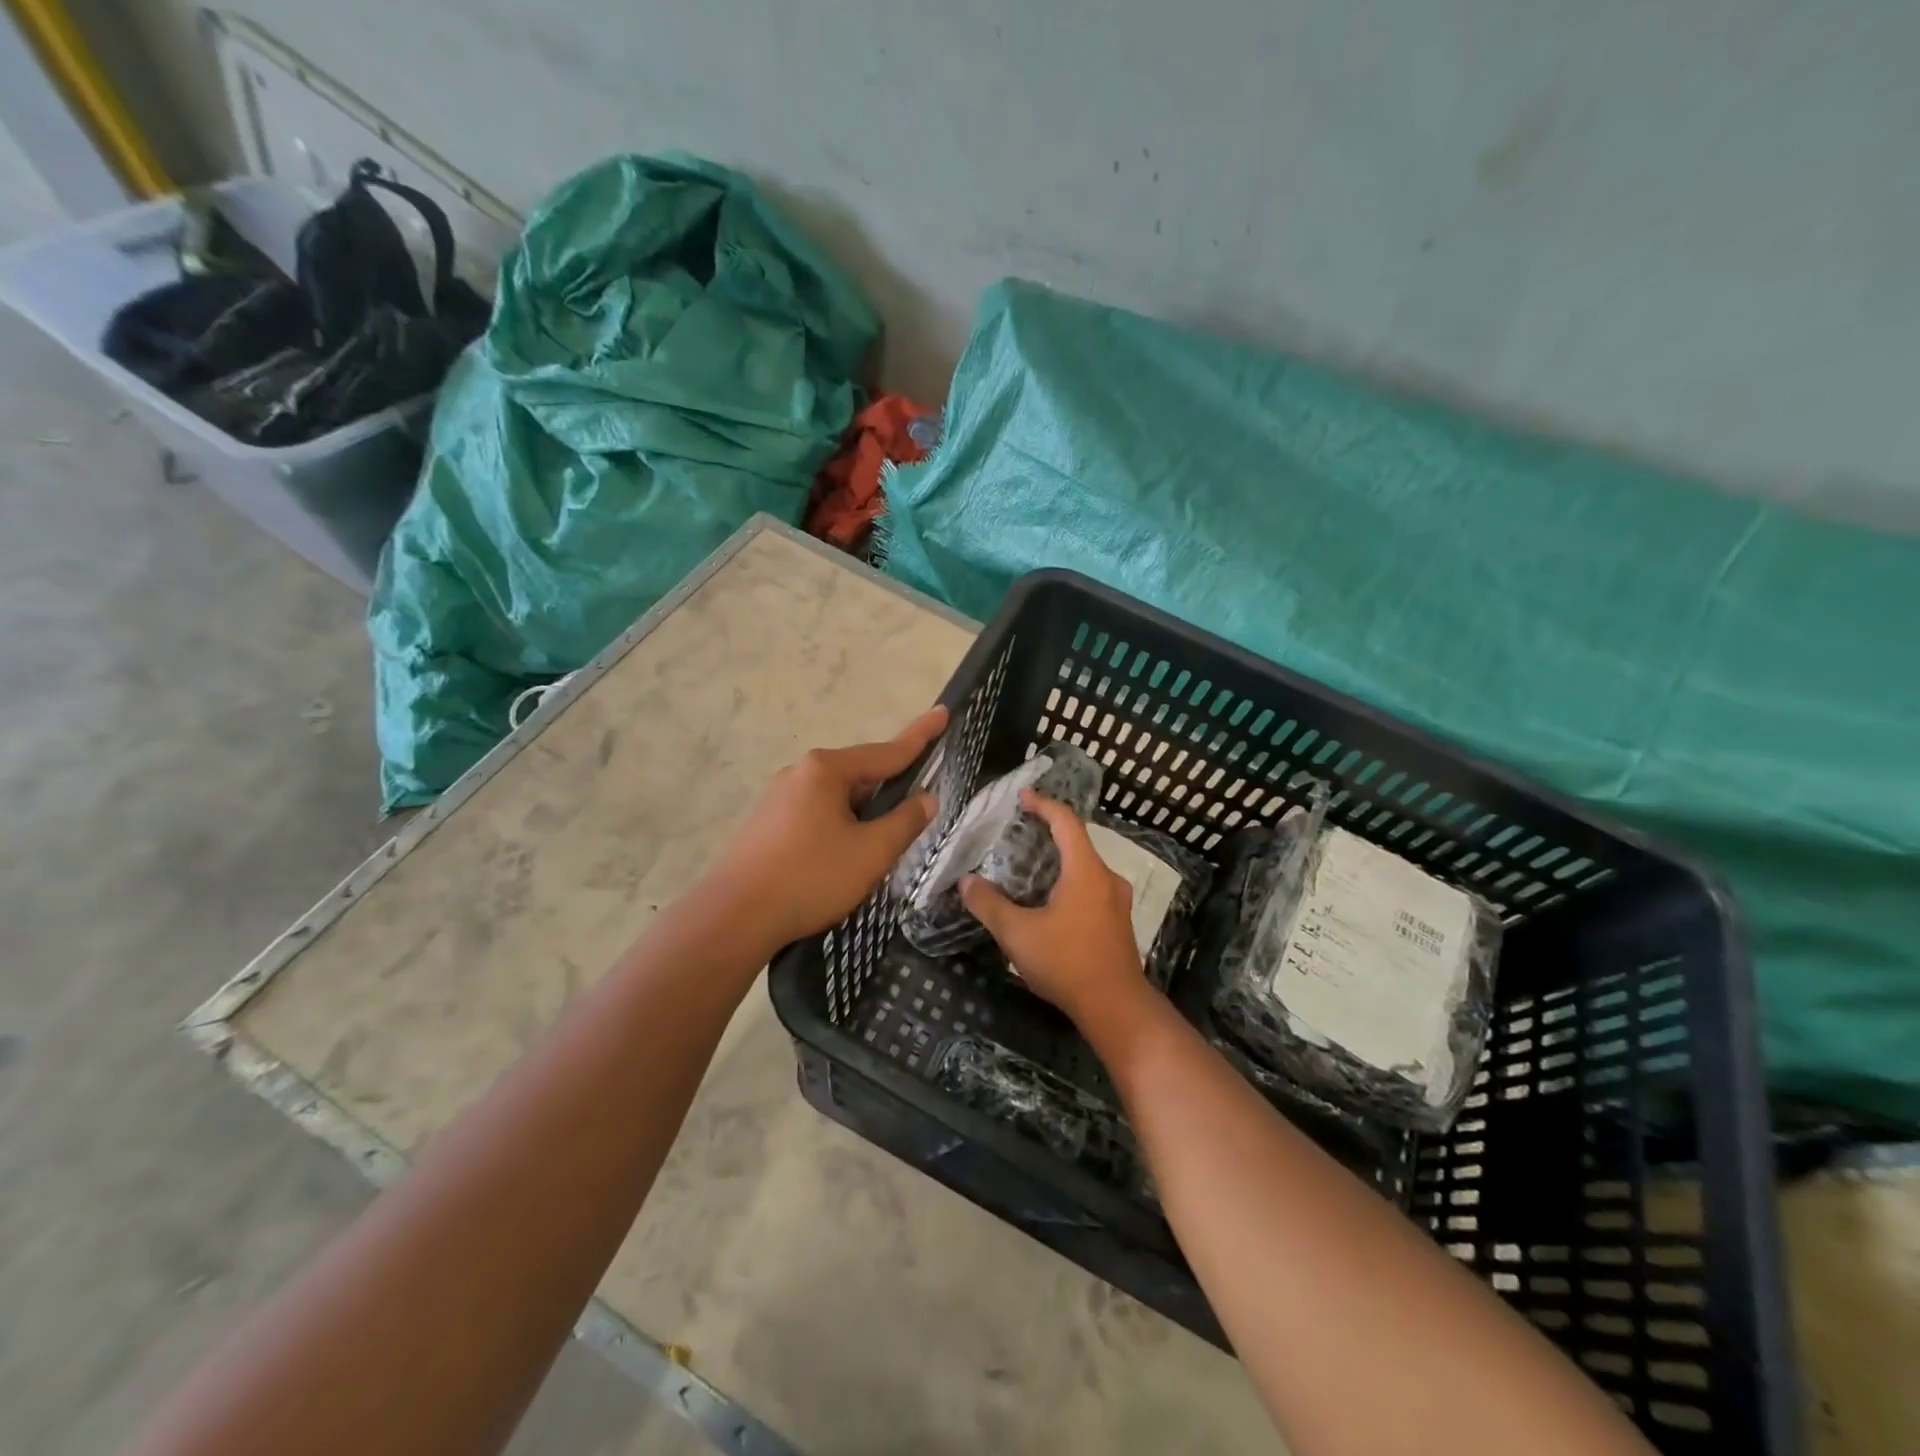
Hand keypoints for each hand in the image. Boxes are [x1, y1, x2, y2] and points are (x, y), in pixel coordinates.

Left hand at [709, 706, 946, 954]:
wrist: (734, 918)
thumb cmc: (810, 878)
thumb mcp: (871, 852)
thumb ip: (905, 822)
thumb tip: (926, 799)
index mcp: (827, 770)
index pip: (887, 751)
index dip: (920, 735)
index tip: (943, 712)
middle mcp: (800, 773)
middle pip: (861, 775)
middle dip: (890, 792)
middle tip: (916, 813)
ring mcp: (778, 798)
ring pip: (838, 799)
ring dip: (863, 817)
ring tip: (878, 850)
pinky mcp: (766, 823)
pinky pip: (816, 815)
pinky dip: (839, 828)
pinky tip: (842, 859)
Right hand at [961, 790, 1148, 1023]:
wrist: (1116, 1008)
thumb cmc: (1067, 963)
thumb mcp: (1018, 934)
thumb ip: (989, 904)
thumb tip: (966, 882)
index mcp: (1085, 870)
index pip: (1066, 822)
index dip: (1044, 804)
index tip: (1023, 796)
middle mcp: (1106, 878)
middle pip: (1078, 841)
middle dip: (1049, 831)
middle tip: (1020, 830)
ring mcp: (1117, 901)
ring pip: (1086, 866)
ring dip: (1060, 858)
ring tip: (1030, 864)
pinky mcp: (1118, 922)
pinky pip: (1091, 887)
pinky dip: (1069, 880)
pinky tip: (1050, 899)